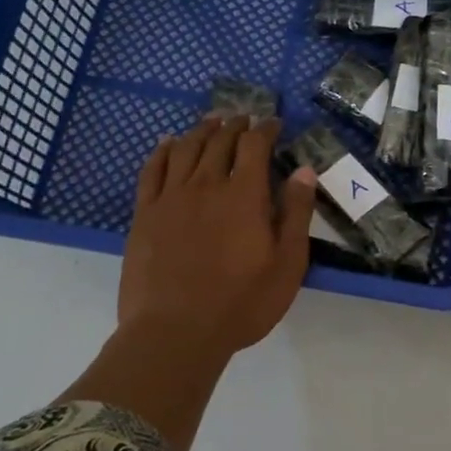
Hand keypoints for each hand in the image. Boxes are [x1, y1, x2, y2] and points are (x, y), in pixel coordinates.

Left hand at [119, 115, 316, 354]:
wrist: (176, 332)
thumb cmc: (242, 302)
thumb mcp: (287, 263)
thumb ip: (297, 214)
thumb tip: (304, 171)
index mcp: (244, 195)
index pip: (255, 146)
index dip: (265, 129)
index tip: (273, 123)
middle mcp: (206, 185)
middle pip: (219, 141)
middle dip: (235, 125)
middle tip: (243, 118)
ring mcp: (171, 198)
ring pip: (185, 149)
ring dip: (201, 130)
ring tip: (211, 121)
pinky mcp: (145, 215)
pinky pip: (152, 170)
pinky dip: (162, 151)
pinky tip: (167, 143)